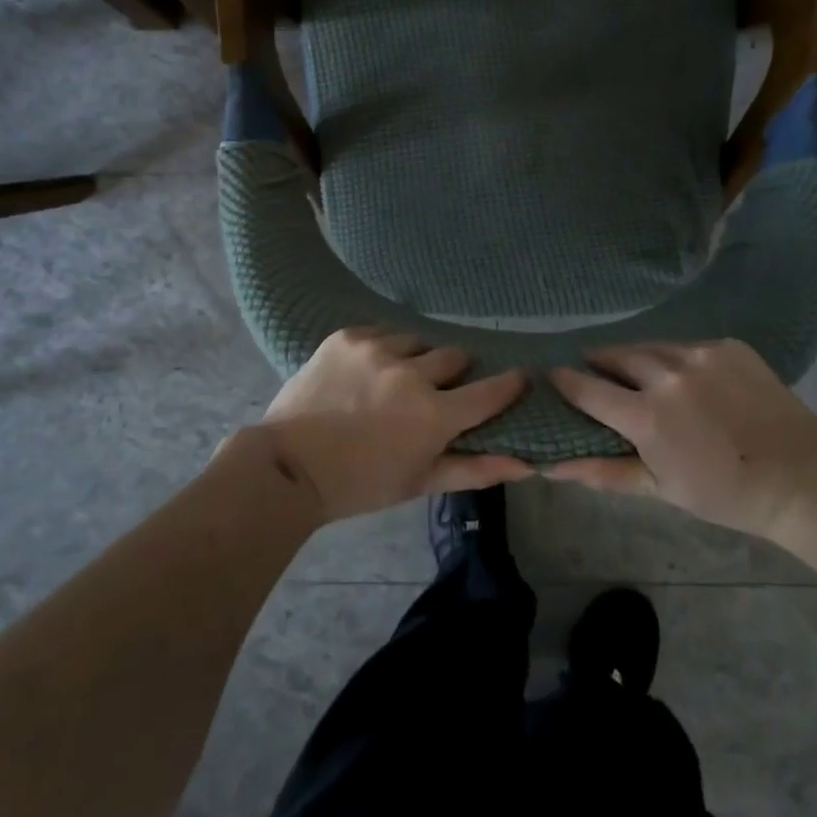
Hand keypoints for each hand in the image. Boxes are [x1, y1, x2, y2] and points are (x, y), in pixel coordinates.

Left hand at [256, 327, 532, 522]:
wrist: (290, 466)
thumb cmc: (361, 484)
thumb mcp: (420, 482)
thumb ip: (475, 469)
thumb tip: (526, 464)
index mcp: (434, 414)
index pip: (491, 390)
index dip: (509, 384)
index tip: (518, 378)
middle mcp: (411, 373)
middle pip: (455, 356)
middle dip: (453, 373)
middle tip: (435, 391)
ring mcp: (377, 348)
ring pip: (417, 340)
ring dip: (415, 358)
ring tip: (394, 380)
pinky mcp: (348, 336)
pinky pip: (382, 331)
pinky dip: (383, 349)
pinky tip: (367, 370)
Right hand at [547, 339, 816, 541]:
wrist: (802, 477)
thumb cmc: (724, 493)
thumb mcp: (659, 488)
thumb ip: (602, 471)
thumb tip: (549, 466)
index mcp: (645, 415)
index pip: (585, 387)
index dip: (565, 381)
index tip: (555, 378)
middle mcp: (666, 374)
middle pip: (614, 355)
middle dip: (601, 363)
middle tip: (602, 377)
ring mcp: (699, 354)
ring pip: (650, 346)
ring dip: (638, 359)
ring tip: (644, 376)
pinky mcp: (727, 345)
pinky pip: (686, 346)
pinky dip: (677, 359)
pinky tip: (691, 380)